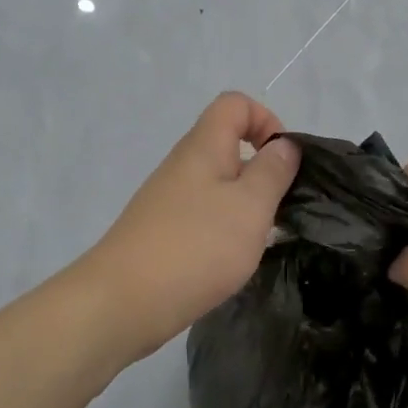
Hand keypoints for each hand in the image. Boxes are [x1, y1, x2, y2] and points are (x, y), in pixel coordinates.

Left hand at [80, 92, 301, 358]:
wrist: (123, 302)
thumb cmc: (196, 246)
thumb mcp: (250, 206)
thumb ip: (272, 171)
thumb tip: (285, 145)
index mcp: (203, 147)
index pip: (235, 104)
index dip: (266, 121)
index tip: (283, 162)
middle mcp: (183, 166)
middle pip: (228, 146)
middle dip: (262, 172)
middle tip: (279, 210)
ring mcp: (168, 200)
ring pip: (218, 185)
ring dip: (246, 206)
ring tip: (259, 241)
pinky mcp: (162, 232)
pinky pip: (203, 216)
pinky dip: (224, 230)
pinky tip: (231, 262)